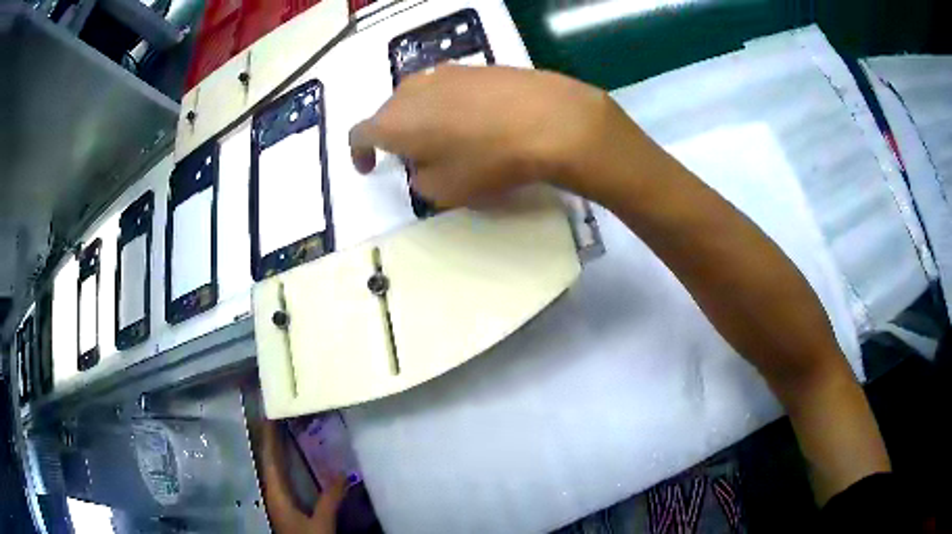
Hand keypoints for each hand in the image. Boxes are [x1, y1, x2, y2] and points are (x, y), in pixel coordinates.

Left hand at [259, 422, 348, 533]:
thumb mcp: (322, 524)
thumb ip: (330, 499)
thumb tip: (343, 473)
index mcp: (276, 493)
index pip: (269, 459)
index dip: (269, 437)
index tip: (270, 414)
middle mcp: (273, 492)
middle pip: (269, 461)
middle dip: (272, 439)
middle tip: (279, 415)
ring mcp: (278, 499)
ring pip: (274, 469)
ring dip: (277, 450)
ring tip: (283, 431)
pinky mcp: (285, 505)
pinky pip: (281, 477)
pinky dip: (284, 464)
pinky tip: (290, 461)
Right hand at [349, 65, 648, 206]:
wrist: (549, 120)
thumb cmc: (488, 160)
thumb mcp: (444, 190)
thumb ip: (419, 180)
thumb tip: (422, 166)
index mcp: (394, 121)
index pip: (359, 133)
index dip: (359, 153)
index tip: (370, 168)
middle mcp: (412, 89)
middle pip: (390, 112)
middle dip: (395, 136)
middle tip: (415, 158)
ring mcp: (446, 72)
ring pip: (420, 97)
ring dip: (423, 118)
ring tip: (448, 139)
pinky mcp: (477, 66)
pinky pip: (449, 89)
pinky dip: (450, 106)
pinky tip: (476, 120)